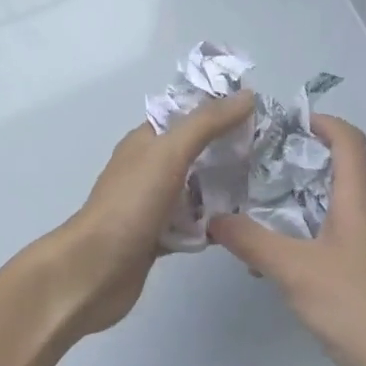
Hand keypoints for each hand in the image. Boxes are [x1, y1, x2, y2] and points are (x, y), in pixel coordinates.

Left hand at [39, 91, 254, 336]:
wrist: (94, 271)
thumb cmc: (130, 204)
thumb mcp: (169, 153)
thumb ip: (207, 123)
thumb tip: (247, 95)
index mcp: (147, 141)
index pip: (189, 114)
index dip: (221, 110)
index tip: (262, 114)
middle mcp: (150, 168)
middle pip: (197, 152)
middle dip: (230, 151)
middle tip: (271, 155)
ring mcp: (154, 204)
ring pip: (198, 190)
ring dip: (225, 189)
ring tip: (266, 189)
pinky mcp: (159, 237)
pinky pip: (194, 224)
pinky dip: (213, 224)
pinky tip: (242, 226)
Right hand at [208, 116, 365, 365]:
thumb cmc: (354, 305)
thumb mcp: (294, 271)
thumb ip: (252, 242)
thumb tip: (213, 219)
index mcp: (358, 200)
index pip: (349, 140)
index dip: (322, 121)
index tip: (285, 122)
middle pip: (339, 169)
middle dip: (298, 161)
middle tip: (256, 164)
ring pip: (334, 204)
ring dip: (299, 199)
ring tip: (258, 206)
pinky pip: (336, 232)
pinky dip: (308, 229)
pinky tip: (280, 254)